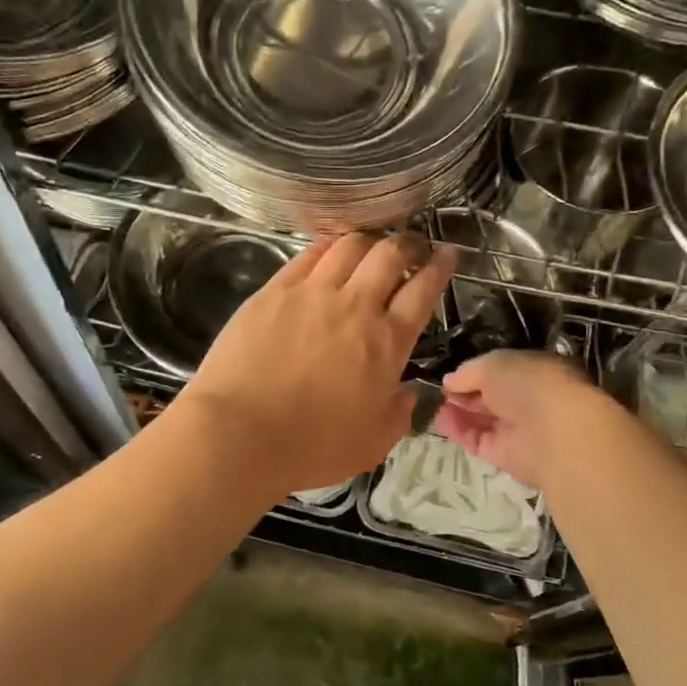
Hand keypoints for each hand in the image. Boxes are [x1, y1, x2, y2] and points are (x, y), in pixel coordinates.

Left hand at [180, 232, 454, 496]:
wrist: (239, 433)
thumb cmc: (311, 446)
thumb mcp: (372, 444)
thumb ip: (398, 415)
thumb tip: (408, 393)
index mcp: (386, 343)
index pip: (422, 291)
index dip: (440, 267)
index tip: (447, 254)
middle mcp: (355, 306)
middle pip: (390, 255)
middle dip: (409, 243)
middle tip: (412, 245)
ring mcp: (312, 293)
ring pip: (350, 245)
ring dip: (369, 239)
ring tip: (372, 244)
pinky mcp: (274, 290)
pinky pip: (308, 254)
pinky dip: (328, 245)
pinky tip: (330, 248)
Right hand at [432, 349, 599, 490]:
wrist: (555, 432)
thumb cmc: (530, 384)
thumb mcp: (493, 363)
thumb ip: (468, 371)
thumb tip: (449, 381)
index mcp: (535, 372)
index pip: (503, 372)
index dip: (477, 373)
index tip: (453, 375)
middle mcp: (528, 401)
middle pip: (491, 397)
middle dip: (465, 393)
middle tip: (440, 391)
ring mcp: (518, 429)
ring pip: (483, 420)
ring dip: (458, 412)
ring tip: (435, 406)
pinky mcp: (506, 455)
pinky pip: (478, 441)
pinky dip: (459, 431)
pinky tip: (441, 421)